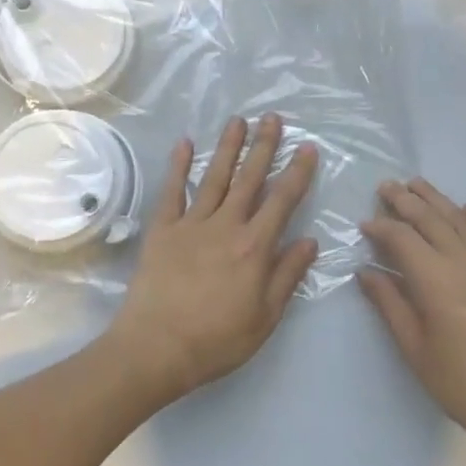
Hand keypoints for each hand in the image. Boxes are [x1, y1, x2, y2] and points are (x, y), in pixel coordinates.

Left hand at [106, 114, 319, 404]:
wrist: (156, 348)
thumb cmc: (217, 340)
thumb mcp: (265, 317)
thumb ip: (287, 275)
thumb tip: (309, 240)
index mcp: (254, 247)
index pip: (282, 200)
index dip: (297, 172)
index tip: (307, 147)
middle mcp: (226, 225)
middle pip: (249, 178)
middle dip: (263, 146)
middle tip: (273, 117)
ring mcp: (191, 224)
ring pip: (214, 176)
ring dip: (228, 147)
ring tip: (238, 120)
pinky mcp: (163, 229)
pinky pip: (173, 191)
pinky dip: (178, 166)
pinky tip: (184, 143)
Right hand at [360, 180, 465, 451]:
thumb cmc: (460, 382)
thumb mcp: (414, 347)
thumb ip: (389, 303)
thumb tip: (366, 272)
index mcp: (436, 279)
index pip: (402, 238)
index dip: (381, 227)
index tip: (364, 223)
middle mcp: (465, 260)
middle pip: (430, 218)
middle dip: (405, 200)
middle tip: (386, 186)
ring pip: (460, 219)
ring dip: (437, 199)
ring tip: (417, 185)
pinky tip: (463, 209)